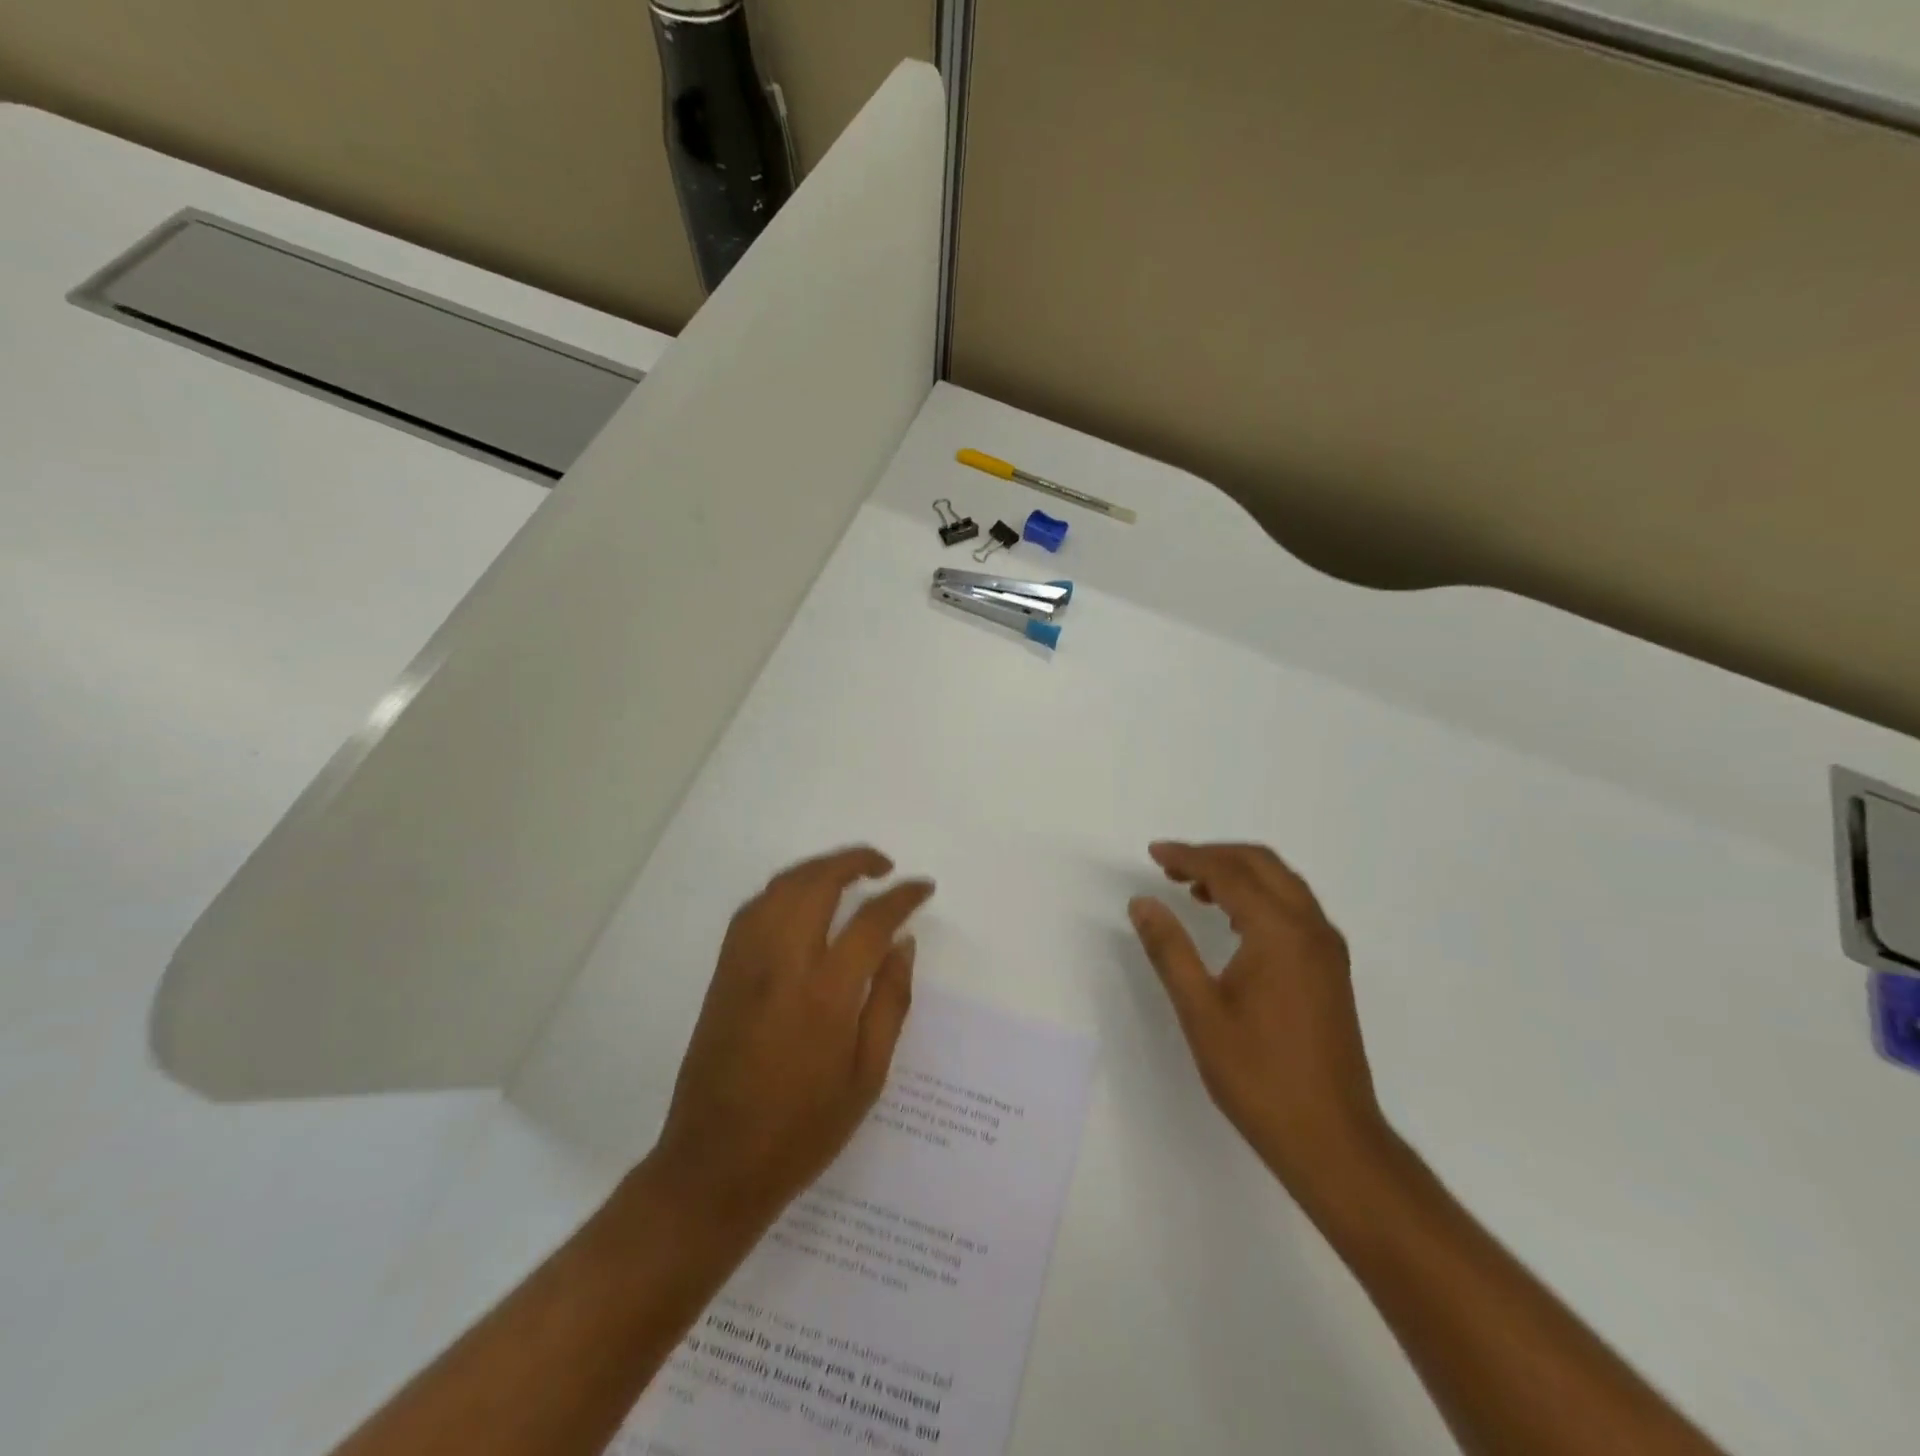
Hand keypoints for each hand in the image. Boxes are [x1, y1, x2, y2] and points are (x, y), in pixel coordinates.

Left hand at [646, 847, 933, 1235]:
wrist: (715, 1166)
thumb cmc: (802, 1130)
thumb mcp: (867, 1076)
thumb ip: (889, 1002)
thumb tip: (903, 944)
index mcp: (825, 993)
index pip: (871, 921)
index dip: (902, 897)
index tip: (923, 888)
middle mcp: (782, 963)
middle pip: (818, 883)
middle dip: (855, 860)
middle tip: (884, 866)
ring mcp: (745, 964)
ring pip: (781, 887)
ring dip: (817, 868)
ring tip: (847, 874)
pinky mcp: (722, 972)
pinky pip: (754, 909)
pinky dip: (783, 890)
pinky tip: (800, 902)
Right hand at [1129, 841, 1386, 1194]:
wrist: (1332, 1138)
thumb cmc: (1258, 1075)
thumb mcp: (1200, 1010)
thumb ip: (1170, 949)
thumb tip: (1142, 902)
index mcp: (1280, 932)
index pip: (1229, 873)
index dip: (1188, 857)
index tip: (1153, 853)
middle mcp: (1311, 928)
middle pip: (1262, 864)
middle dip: (1215, 855)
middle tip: (1170, 865)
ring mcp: (1327, 948)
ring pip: (1282, 883)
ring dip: (1238, 874)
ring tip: (1193, 888)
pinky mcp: (1331, 969)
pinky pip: (1294, 907)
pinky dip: (1260, 896)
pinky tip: (1232, 921)